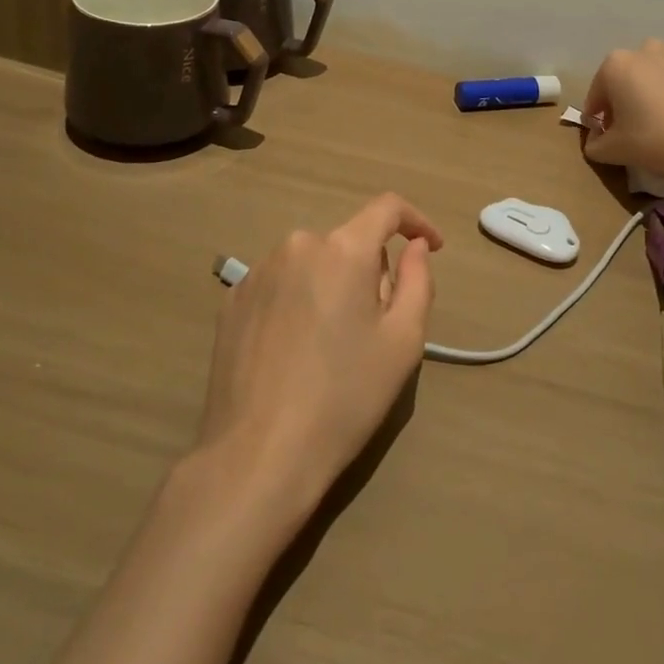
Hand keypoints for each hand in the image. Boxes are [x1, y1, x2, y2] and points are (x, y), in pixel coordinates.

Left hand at [195, 194, 441, 516]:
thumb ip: (418, 280)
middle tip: (375, 327)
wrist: (258, 454)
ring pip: (312, 264)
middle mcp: (297, 245)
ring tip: (330, 346)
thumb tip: (415, 246)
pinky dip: (297, 302)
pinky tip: (293, 351)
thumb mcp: (403, 342)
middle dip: (369, 272)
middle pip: (349, 243)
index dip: (416, 221)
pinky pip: (280, 285)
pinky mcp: (232, 300)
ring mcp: (258, 271)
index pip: (386, 209)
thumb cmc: (345, 397)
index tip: (431, 247)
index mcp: (343, 249)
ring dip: (331, 286)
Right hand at [582, 39, 663, 188]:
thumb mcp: (613, 150)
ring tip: (655, 126)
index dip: (597, 120)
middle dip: (621, 104)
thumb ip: (594, 145)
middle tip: (628, 133)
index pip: (596, 96)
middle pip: (623, 81)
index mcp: (615, 64)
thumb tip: (595, 142)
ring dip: (646, 96)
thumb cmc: (654, 140)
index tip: (604, 139)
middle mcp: (643, 51)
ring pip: (649, 78)